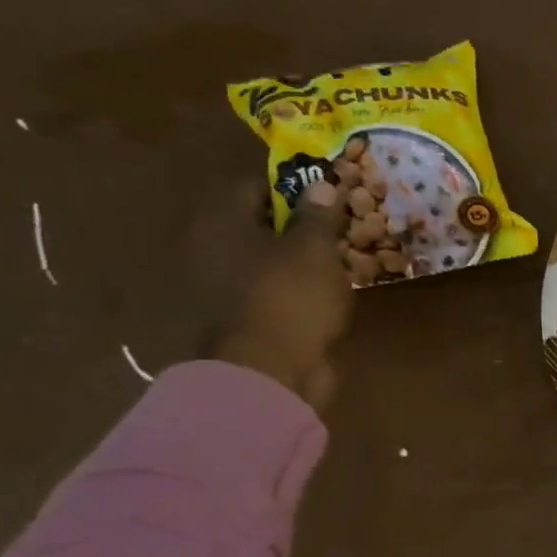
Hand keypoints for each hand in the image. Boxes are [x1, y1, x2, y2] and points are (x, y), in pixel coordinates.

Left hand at [208, 182, 353, 409]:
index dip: (292, 186)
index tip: (328, 192)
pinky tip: (329, 293)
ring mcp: (225, 289)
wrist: (270, 371)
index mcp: (221, 224)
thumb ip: (318, 215)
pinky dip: (300, 289)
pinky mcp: (244, 320)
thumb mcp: (314, 248)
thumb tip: (321, 185)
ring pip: (269, 261)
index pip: (253, 188)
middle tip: (341, 226)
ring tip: (343, 260)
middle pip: (260, 225)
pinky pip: (276, 291)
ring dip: (302, 260)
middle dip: (300, 225)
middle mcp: (213, 251)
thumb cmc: (290, 297)